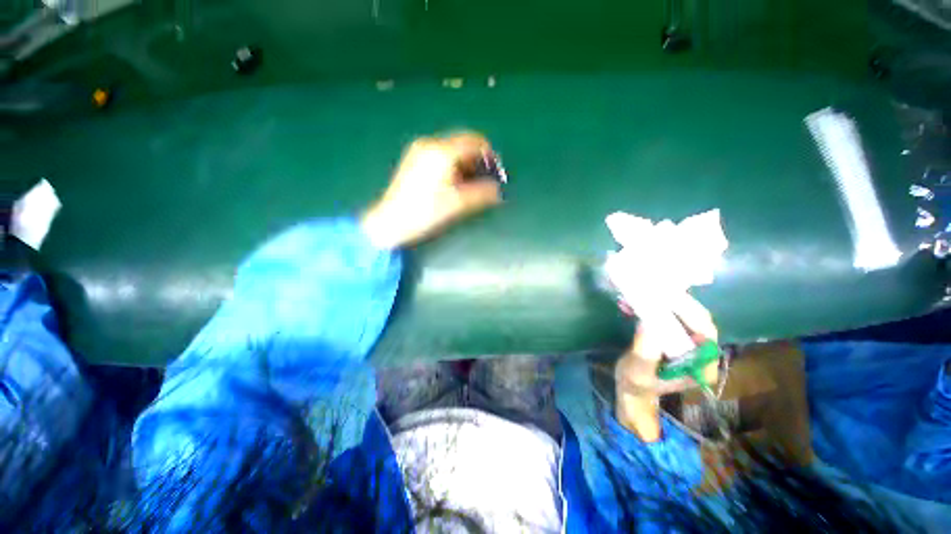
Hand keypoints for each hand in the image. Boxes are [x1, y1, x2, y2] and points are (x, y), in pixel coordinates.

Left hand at [360, 133, 501, 248]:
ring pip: (451, 149)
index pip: (473, 141)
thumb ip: (482, 194)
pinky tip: (453, 181)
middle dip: (477, 159)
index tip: (496, 169)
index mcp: (442, 152)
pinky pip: (440, 155)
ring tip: (470, 183)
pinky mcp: (414, 160)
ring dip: (465, 162)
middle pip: (462, 143)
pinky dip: (452, 164)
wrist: (391, 221)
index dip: (489, 153)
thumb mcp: (457, 204)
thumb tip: (498, 191)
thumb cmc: (426, 212)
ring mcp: (419, 150)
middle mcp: (430, 144)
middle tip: (485, 178)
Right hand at [614, 295, 718, 441]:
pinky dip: (654, 308)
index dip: (690, 313)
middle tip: (652, 289)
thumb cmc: (636, 384)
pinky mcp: (675, 337)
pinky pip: (670, 317)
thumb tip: (648, 323)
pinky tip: (634, 304)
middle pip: (696, 319)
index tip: (668, 298)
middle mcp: (701, 352)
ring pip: (683, 315)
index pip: (705, 333)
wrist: (632, 390)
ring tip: (639, 295)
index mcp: (701, 365)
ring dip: (662, 303)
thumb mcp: (638, 372)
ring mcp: (689, 344)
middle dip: (675, 303)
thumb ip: (645, 352)